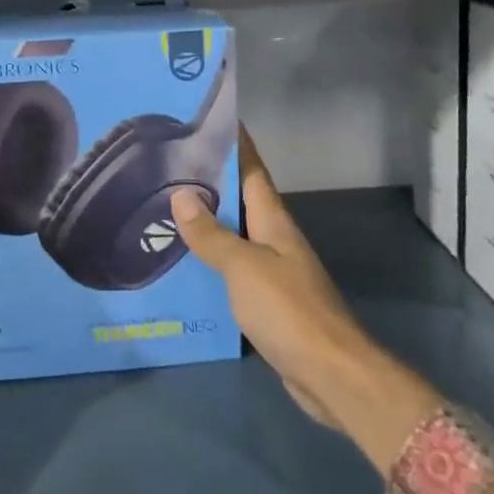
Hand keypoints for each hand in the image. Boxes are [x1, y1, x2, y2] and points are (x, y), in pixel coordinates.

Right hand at [170, 128, 440, 469]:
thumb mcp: (244, 265)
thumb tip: (181, 194)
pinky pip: (232, 268)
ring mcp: (272, 270)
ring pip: (233, 233)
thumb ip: (212, 233)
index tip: (206, 120)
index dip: (233, 143)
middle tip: (165, 164)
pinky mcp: (266, 301)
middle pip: (239, 199)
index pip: (251, 168)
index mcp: (273, 219)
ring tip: (162, 207)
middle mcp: (274, 237)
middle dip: (208, 180)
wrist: (330, 374)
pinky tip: (183, 262)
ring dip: (205, 221)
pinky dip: (209, 258)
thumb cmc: (289, 309)